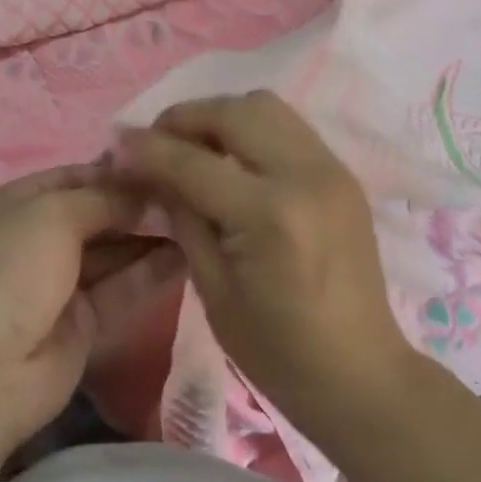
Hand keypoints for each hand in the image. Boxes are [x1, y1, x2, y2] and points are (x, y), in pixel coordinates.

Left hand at [0, 166, 178, 458]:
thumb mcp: (53, 215)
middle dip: (140, 204)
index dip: (117, 171)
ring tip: (198, 220)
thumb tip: (148, 193)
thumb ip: (105, 199)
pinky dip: (151, 272)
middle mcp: (38, 237)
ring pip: (114, 251)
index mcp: (18, 202)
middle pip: (98, 213)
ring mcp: (60, 282)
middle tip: (191, 194)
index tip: (164, 164)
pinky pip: (122, 288)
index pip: (76, 176)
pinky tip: (189, 255)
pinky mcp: (83, 323)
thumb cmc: (9, 270)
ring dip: (151, 236)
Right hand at [116, 92, 417, 438]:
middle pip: (231, 112)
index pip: (192, 161)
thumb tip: (150, 168)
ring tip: (197, 147)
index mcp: (268, 216)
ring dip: (220, 116)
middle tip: (158, 143)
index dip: (147, 149)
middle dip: (184, 118)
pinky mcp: (341, 171)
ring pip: (263, 105)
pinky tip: (234, 159)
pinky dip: (251, 128)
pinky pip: (286, 124)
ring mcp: (329, 168)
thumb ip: (182, 215)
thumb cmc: (278, 351)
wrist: (363, 376)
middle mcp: (303, 175)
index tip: (117, 143)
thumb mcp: (212, 288)